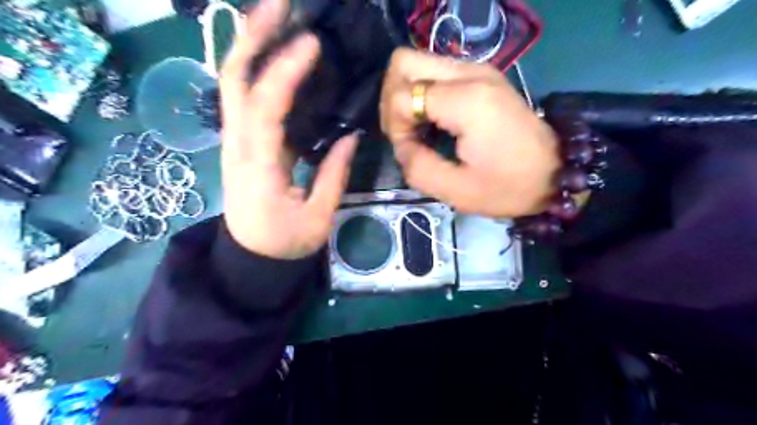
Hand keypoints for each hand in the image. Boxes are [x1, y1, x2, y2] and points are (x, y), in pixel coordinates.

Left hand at [220, 0, 358, 258]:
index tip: (311, 43)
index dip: (285, 72)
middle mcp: (237, 146)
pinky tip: (271, 52)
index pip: (266, 109)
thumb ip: (334, 174)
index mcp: (259, 168)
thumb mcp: (318, 217)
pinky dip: (254, 68)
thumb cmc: (285, 243)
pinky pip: (243, 99)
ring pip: (232, 84)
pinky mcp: (241, 143)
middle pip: (233, 81)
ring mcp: (234, 142)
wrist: (252, 259)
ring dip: (250, 45)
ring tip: (275, 15)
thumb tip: (351, 135)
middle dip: (252, 37)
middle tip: (280, 5)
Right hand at [381, 49, 556, 216]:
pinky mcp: (482, 76)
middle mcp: (471, 73)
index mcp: (467, 101)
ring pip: (418, 63)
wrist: (555, 173)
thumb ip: (418, 167)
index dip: (395, 125)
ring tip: (418, 129)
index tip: (410, 150)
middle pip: (404, 61)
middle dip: (393, 99)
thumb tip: (402, 146)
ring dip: (407, 96)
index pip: (402, 95)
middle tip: (405, 131)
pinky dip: (423, 95)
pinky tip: (433, 122)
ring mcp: (478, 70)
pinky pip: (435, 73)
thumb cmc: (509, 186)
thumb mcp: (457, 191)